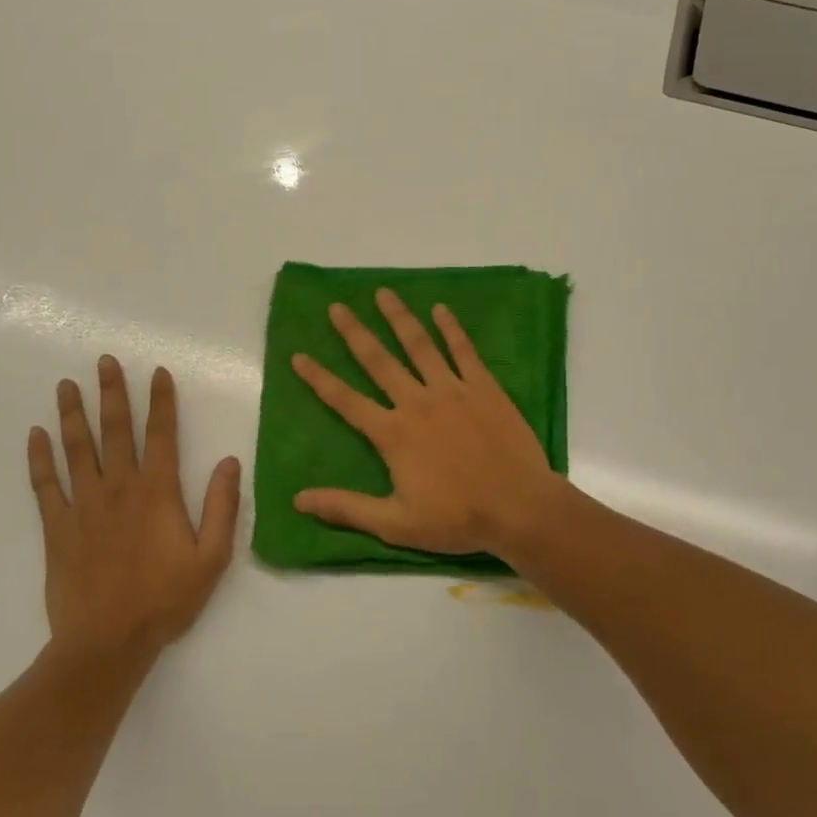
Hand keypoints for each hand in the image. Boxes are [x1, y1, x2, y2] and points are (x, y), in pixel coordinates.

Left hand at [28, 357, 239, 660]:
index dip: (161, 401)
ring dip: (72, 413)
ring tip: (67, 384)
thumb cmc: (165, 600)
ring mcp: (84, 505)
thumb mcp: (212, 558)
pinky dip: (39, 458)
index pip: (161, 434)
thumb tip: (229, 462)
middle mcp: (119, 487)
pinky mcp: (57, 527)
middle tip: (104, 361)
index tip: (158, 372)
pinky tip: (35, 435)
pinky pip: (45, 484)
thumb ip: (223, 507)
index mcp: (158, 492)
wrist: (107, 643)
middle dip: (112, 392)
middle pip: (115, 430)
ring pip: (77, 448)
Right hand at [289, 290, 571, 557]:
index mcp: (393, 433)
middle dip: (354, 333)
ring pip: (419, 346)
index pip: (345, 400)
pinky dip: (451, 328)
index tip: (298, 355)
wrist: (519, 507)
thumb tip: (298, 499)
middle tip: (337, 307)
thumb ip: (346, 507)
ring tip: (383, 293)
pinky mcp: (483, 387)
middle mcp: (417, 402)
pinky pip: (463, 350)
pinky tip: (440, 309)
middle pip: (379, 361)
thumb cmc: (457, 519)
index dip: (319, 378)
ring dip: (399, 318)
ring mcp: (452, 390)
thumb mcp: (395, 523)